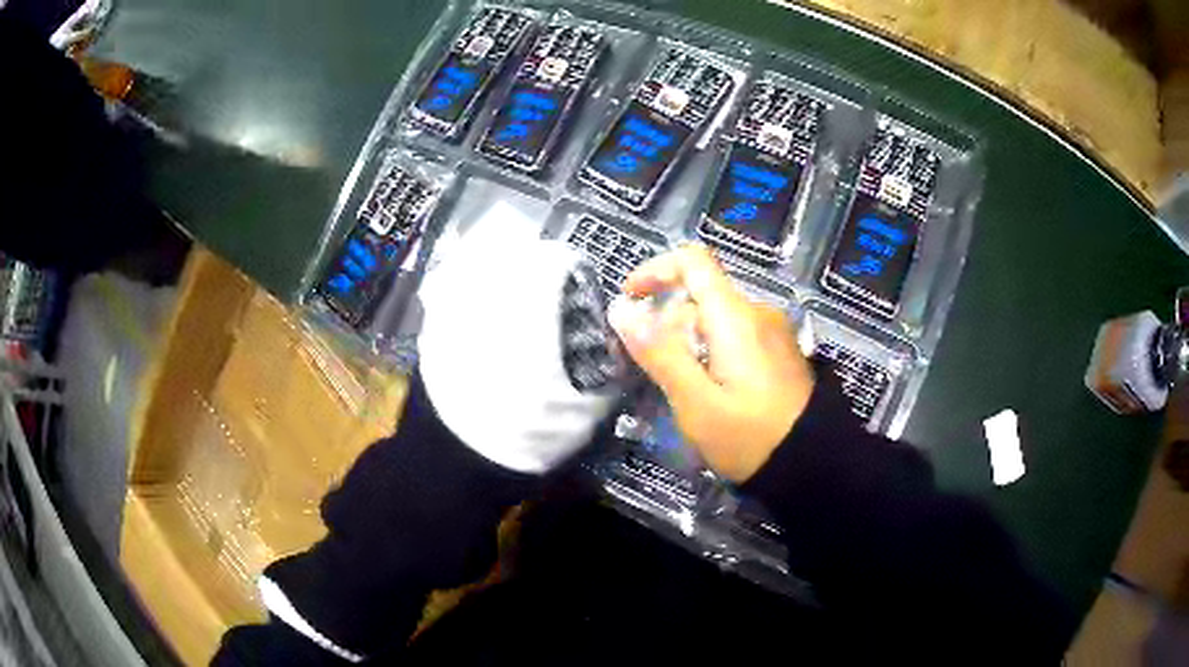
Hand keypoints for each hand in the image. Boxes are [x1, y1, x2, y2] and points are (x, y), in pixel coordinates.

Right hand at [608, 245, 814, 481]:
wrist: (812, 464)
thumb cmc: (749, 436)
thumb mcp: (696, 402)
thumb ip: (659, 353)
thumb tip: (622, 310)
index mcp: (735, 317)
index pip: (693, 261)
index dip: (655, 270)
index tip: (631, 299)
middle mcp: (757, 313)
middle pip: (702, 296)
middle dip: (667, 321)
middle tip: (648, 369)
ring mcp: (773, 333)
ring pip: (718, 319)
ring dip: (688, 341)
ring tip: (678, 388)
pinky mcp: (780, 353)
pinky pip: (737, 336)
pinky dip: (711, 350)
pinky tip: (709, 390)